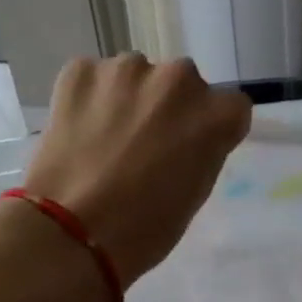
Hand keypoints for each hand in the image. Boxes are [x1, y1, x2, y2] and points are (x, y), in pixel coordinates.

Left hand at [22, 55, 250, 285]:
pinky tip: (78, 132)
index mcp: (215, 114)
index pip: (230, 106)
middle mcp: (178, 79)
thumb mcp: (195, 194)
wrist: (71, 232)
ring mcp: (127, 69)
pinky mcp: (81, 71)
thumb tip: (184, 137)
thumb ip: (201, 151)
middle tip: (145, 145)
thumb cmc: (144, 229)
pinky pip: (94, 78)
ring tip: (106, 139)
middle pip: (182, 84)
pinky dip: (89, 98)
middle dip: (169, 107)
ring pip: (136, 76)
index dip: (210, 128)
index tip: (191, 148)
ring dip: (128, 98)